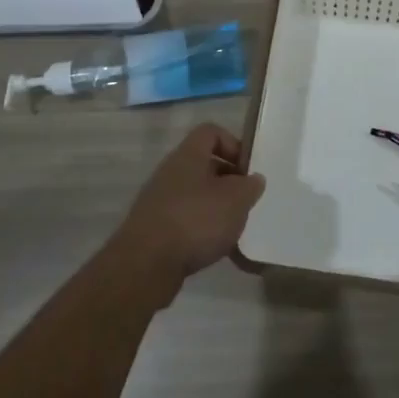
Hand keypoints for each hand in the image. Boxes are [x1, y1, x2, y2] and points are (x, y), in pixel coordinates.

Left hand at [111, 124, 265, 300]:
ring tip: (233, 228)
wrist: (145, 266)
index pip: (210, 132)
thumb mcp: (236, 200)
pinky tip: (214, 248)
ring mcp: (158, 201)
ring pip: (195, 194)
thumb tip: (253, 179)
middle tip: (245, 201)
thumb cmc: (195, 221)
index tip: (248, 169)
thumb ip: (250, 186)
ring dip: (216, 208)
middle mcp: (170, 172)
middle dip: (228, 181)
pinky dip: (201, 230)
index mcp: (188, 156)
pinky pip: (184, 220)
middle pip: (204, 165)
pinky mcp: (153, 229)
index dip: (233, 144)